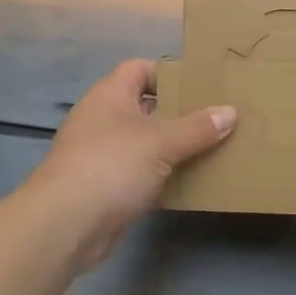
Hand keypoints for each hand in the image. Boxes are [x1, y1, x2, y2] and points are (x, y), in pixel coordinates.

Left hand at [23, 59, 235, 272]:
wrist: (65, 225)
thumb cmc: (111, 166)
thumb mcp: (160, 142)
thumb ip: (197, 128)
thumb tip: (230, 111)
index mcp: (110, 95)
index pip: (140, 69)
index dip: (170, 73)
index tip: (203, 84)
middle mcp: (104, 119)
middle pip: (147, 107)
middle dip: (181, 113)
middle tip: (219, 116)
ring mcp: (104, 154)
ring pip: (147, 143)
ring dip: (176, 148)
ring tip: (216, 147)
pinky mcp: (108, 187)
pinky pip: (143, 174)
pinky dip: (165, 177)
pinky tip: (194, 182)